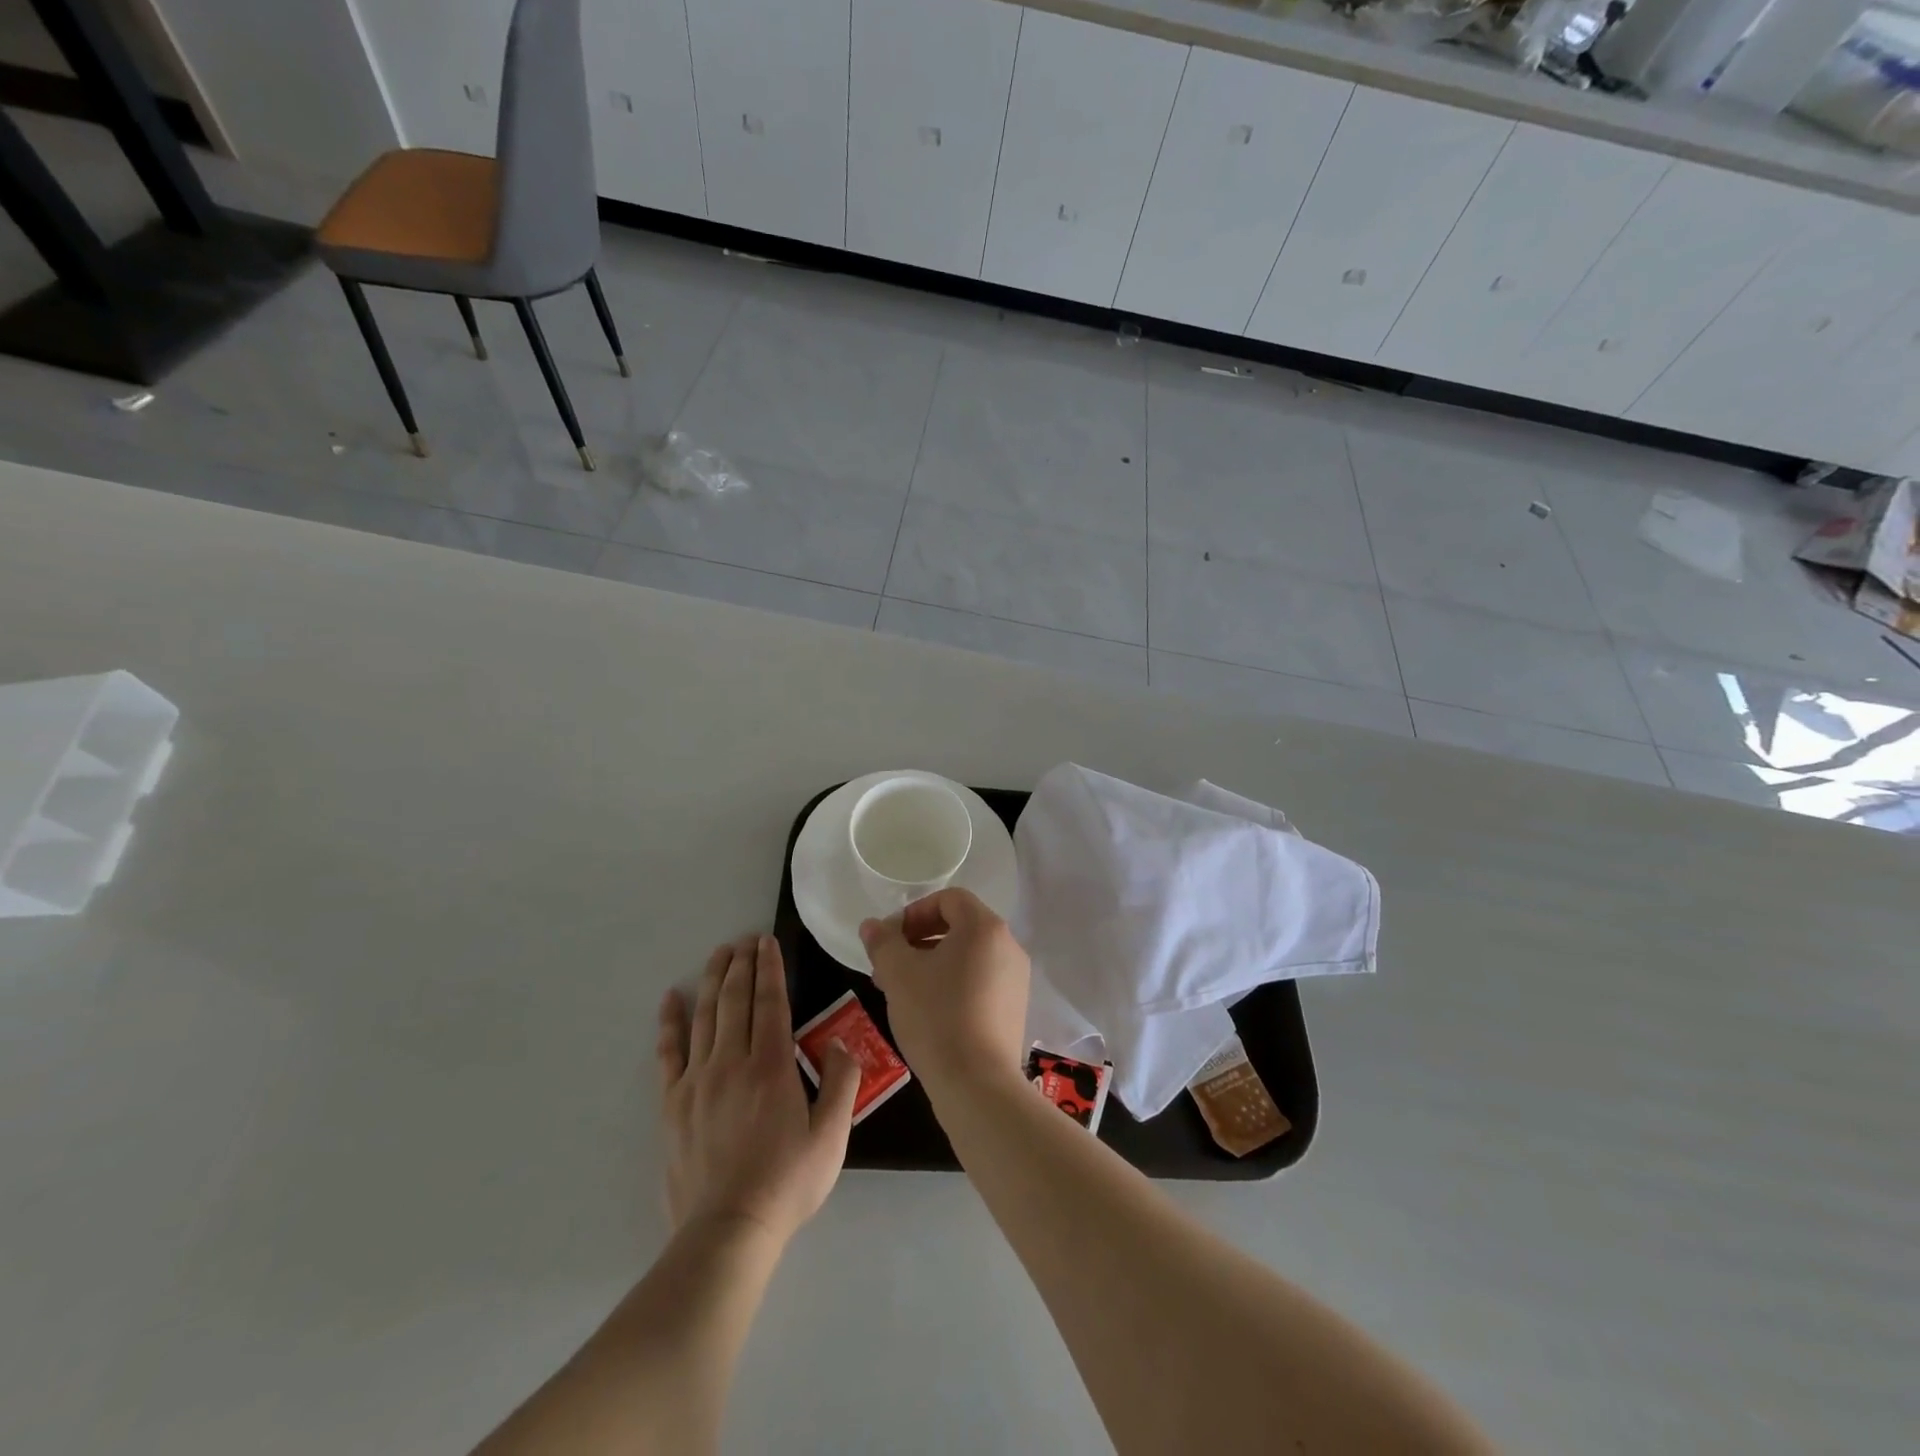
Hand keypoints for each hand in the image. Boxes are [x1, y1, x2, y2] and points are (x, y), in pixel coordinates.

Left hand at [657, 935, 859, 1245]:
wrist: (728, 1230)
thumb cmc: (787, 1182)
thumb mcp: (832, 1135)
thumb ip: (842, 1083)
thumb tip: (843, 1044)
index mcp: (771, 1066)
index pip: (771, 1003)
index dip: (770, 968)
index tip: (767, 942)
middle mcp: (731, 1062)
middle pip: (735, 1001)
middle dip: (741, 965)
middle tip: (744, 939)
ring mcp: (697, 1081)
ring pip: (705, 1017)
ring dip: (713, 981)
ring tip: (718, 954)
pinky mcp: (673, 1103)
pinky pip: (669, 1053)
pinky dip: (670, 1022)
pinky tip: (672, 999)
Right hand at [860, 888, 1030, 1095]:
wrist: (978, 1085)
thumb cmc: (936, 1017)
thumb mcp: (898, 974)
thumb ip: (883, 943)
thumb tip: (872, 926)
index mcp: (984, 927)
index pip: (949, 899)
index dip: (915, 912)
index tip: (891, 940)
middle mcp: (1008, 945)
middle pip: (960, 926)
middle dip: (920, 940)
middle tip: (890, 966)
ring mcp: (1016, 978)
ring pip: (968, 956)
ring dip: (934, 963)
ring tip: (904, 991)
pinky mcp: (1015, 1008)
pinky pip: (981, 980)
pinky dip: (954, 984)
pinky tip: (930, 1012)